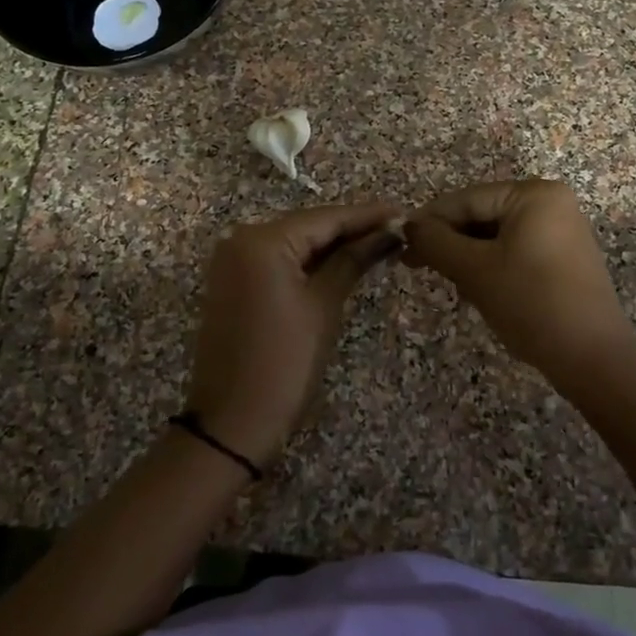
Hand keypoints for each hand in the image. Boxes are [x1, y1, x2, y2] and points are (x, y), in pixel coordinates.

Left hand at [186, 202, 403, 465]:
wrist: (232, 423)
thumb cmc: (284, 363)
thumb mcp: (323, 307)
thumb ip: (353, 260)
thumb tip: (388, 233)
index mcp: (262, 241)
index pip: (325, 218)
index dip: (366, 215)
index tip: (403, 211)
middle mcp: (240, 240)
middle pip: (307, 226)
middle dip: (350, 229)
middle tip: (396, 229)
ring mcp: (232, 262)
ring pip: (292, 243)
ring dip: (331, 245)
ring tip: (378, 243)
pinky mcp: (232, 283)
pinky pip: (277, 261)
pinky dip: (308, 262)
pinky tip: (341, 262)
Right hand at [403, 179, 635, 383]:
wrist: (592, 359)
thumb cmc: (530, 303)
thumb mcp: (474, 270)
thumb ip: (435, 242)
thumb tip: (406, 225)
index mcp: (534, 194)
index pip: (466, 199)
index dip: (429, 222)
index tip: (399, 244)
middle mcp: (551, 203)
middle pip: (481, 214)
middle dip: (450, 241)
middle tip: (415, 266)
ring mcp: (561, 231)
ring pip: (495, 235)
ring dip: (467, 256)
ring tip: (448, 282)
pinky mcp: (563, 258)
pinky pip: (515, 250)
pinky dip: (491, 265)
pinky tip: (477, 288)